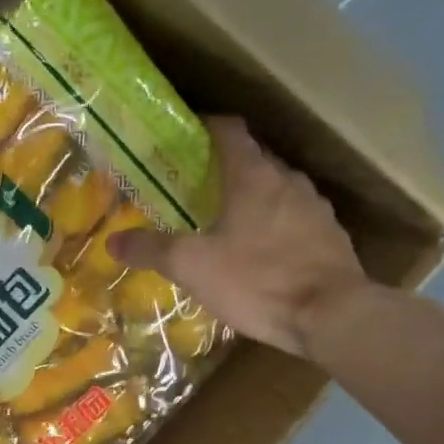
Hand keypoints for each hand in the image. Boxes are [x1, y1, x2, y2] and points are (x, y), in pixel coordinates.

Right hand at [109, 116, 370, 360]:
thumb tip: (113, 241)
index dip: (205, 127)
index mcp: (254, 175)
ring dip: (252, 198)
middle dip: (224, 169)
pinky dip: (274, 225)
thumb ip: (151, 250)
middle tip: (195, 188)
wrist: (331, 315)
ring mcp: (315, 208)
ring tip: (226, 222)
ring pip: (276, 190)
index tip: (183, 138)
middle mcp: (288, 180)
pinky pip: (295, 219)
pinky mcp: (331, 237)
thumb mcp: (192, 266)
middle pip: (253, 160)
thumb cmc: (257, 280)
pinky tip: (261, 252)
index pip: (229, 130)